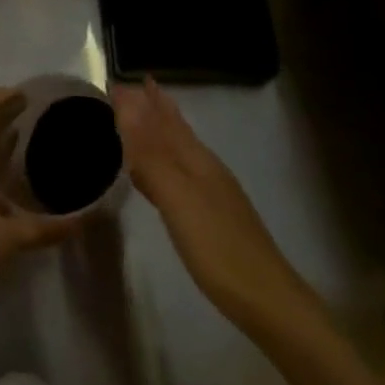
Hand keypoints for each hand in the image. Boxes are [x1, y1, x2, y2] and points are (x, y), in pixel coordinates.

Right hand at [112, 78, 317, 333]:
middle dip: (154, 108)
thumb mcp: (179, 199)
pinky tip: (156, 177)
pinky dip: (162, 164)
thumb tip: (127, 105)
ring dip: (159, 132)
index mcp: (196, 160)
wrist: (268, 302)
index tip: (116, 82)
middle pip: (176, 131)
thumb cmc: (219, 248)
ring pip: (179, 151)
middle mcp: (206, 169)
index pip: (163, 120)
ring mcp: (212, 194)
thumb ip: (150, 155)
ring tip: (142, 119)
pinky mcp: (211, 218)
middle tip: (133, 87)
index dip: (141, 102)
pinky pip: (178, 176)